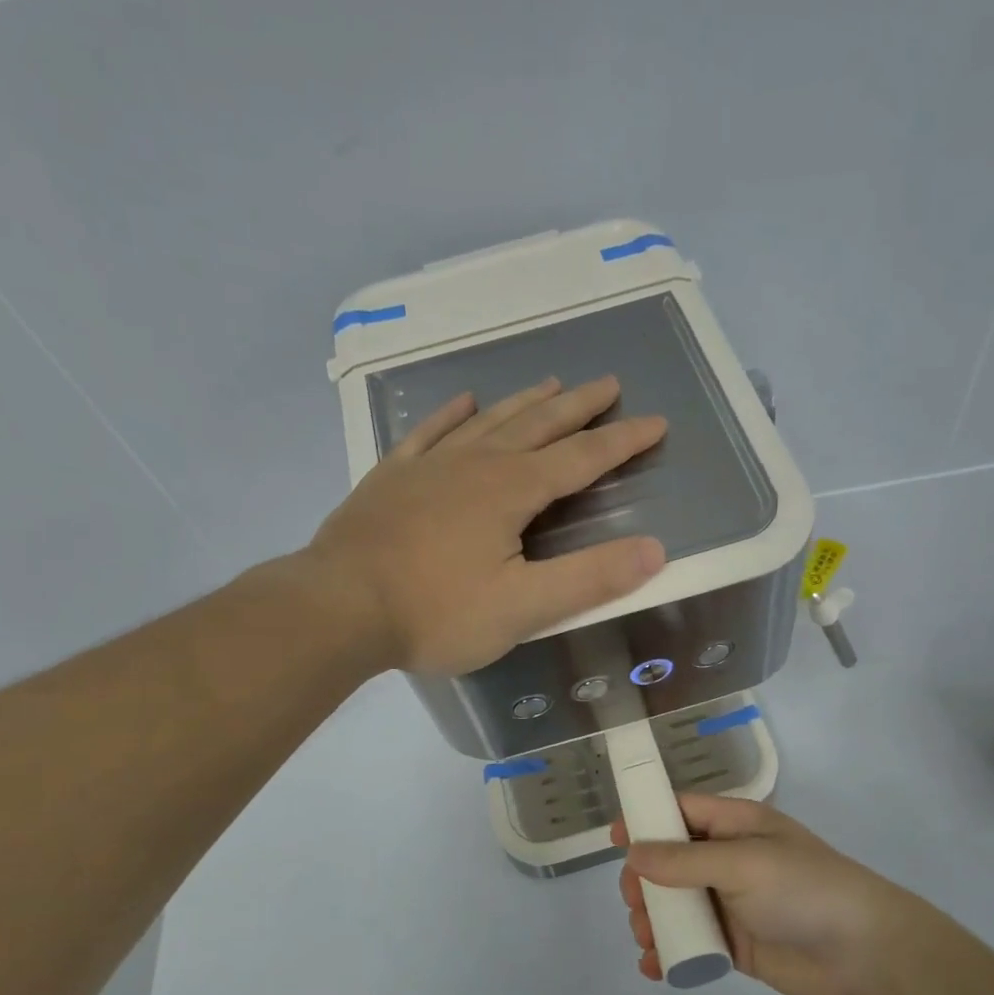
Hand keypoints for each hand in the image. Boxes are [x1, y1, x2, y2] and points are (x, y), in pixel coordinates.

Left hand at [303, 376, 666, 674]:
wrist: (337, 608)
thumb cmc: (436, 612)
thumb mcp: (524, 607)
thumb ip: (590, 578)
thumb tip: (655, 550)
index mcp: (512, 490)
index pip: (582, 458)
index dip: (622, 441)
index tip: (655, 422)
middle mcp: (475, 464)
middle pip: (537, 424)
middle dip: (578, 406)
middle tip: (607, 383)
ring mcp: (428, 466)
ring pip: (488, 421)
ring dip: (524, 402)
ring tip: (550, 382)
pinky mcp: (391, 478)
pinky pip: (429, 433)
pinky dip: (451, 414)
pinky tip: (465, 401)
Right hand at [613, 796, 910, 994]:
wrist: (865, 953)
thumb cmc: (804, 889)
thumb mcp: (743, 864)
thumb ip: (684, 861)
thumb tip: (633, 854)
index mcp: (736, 826)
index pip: (682, 811)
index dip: (647, 820)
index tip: (614, 840)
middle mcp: (730, 860)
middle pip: (670, 862)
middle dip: (644, 881)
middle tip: (635, 902)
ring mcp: (732, 904)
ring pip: (676, 905)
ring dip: (654, 920)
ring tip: (647, 939)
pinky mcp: (736, 944)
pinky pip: (692, 943)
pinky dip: (671, 953)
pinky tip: (655, 967)